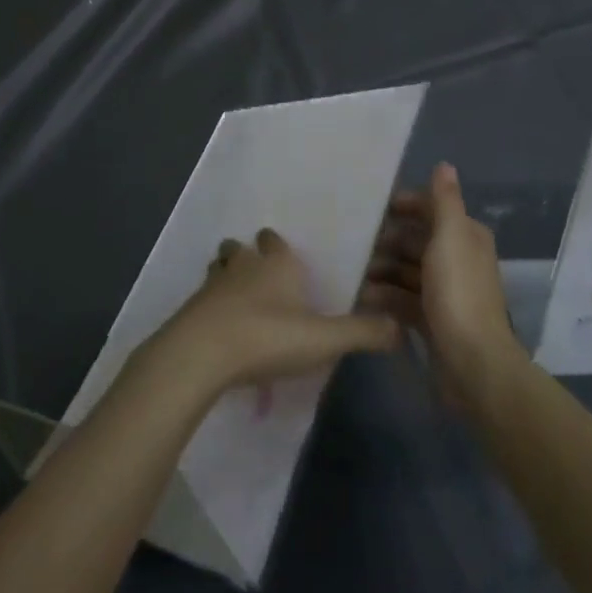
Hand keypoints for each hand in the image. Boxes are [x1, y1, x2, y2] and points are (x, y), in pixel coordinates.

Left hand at [149, 229, 400, 398]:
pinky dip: (211, 306)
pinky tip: (221, 327)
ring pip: (219, 267)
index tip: (286, 257)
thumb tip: (399, 327)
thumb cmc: (267, 336)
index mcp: (276, 263)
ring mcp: (213, 283)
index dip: (279, 246)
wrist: (202, 353)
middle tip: (261, 277)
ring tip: (238, 298)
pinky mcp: (192, 308)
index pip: (275, 240)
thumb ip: (361, 333)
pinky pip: (204, 298)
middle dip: (249, 255)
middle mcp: (243, 264)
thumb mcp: (323, 339)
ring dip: (226, 276)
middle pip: (242, 247)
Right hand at [361, 162, 519, 407]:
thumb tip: (444, 164)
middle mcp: (457, 259)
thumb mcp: (450, 237)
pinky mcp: (432, 319)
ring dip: (381, 270)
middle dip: (386, 240)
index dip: (404, 206)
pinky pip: (403, 299)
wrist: (473, 365)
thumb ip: (445, 200)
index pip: (431, 209)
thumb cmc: (458, 293)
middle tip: (353, 243)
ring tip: (353, 272)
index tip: (372, 209)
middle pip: (415, 240)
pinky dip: (384, 297)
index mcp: (465, 236)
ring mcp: (444, 292)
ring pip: (406, 270)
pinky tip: (361, 298)